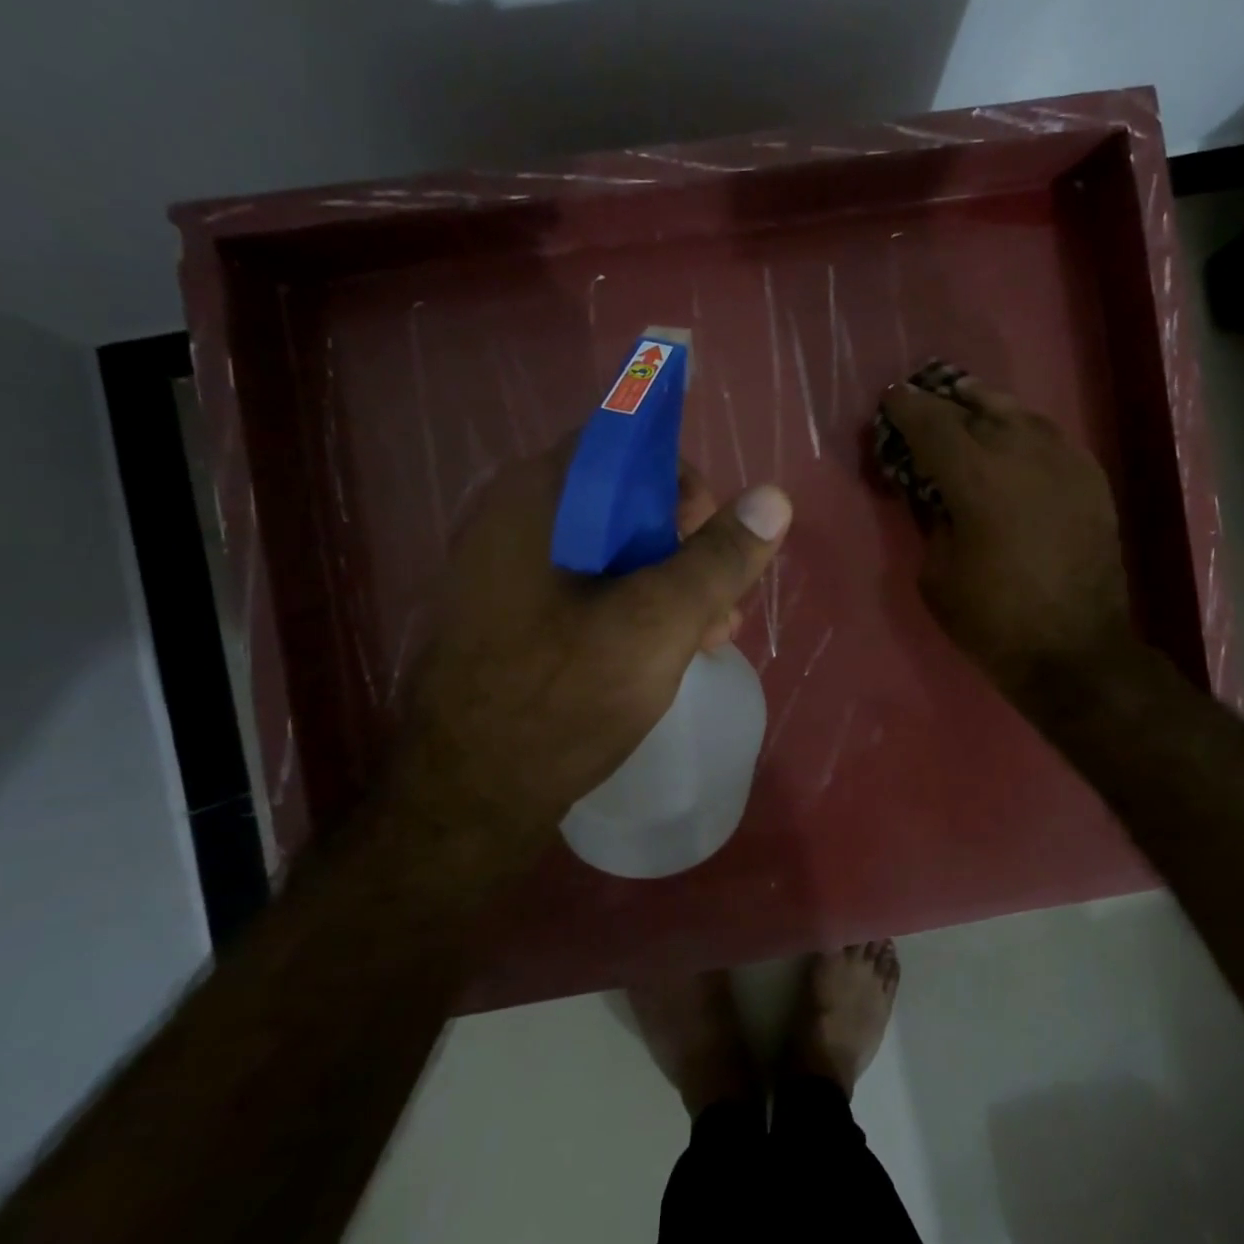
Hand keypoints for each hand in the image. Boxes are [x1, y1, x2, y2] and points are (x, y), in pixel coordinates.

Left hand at [384, 445, 790, 860]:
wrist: (468, 800)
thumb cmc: (562, 700)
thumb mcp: (659, 623)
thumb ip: (719, 558)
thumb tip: (775, 497)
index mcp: (538, 499)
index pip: (623, 442)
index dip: (681, 479)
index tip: (714, 533)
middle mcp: (514, 520)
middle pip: (621, 500)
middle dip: (685, 544)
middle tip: (720, 598)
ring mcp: (508, 573)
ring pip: (610, 551)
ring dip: (669, 582)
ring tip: (711, 634)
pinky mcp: (514, 618)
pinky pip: (587, 590)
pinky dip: (634, 608)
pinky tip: (669, 651)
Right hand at [877, 373, 1126, 696]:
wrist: (1074, 649)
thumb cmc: (992, 620)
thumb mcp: (936, 574)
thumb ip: (931, 520)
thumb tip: (936, 492)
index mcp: (976, 477)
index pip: (932, 423)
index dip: (906, 408)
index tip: (890, 401)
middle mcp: (1022, 453)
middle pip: (973, 408)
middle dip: (941, 403)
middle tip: (922, 404)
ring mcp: (1063, 461)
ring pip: (1017, 413)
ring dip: (984, 407)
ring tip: (965, 406)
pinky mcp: (1091, 478)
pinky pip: (1048, 436)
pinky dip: (1021, 430)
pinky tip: (1012, 439)